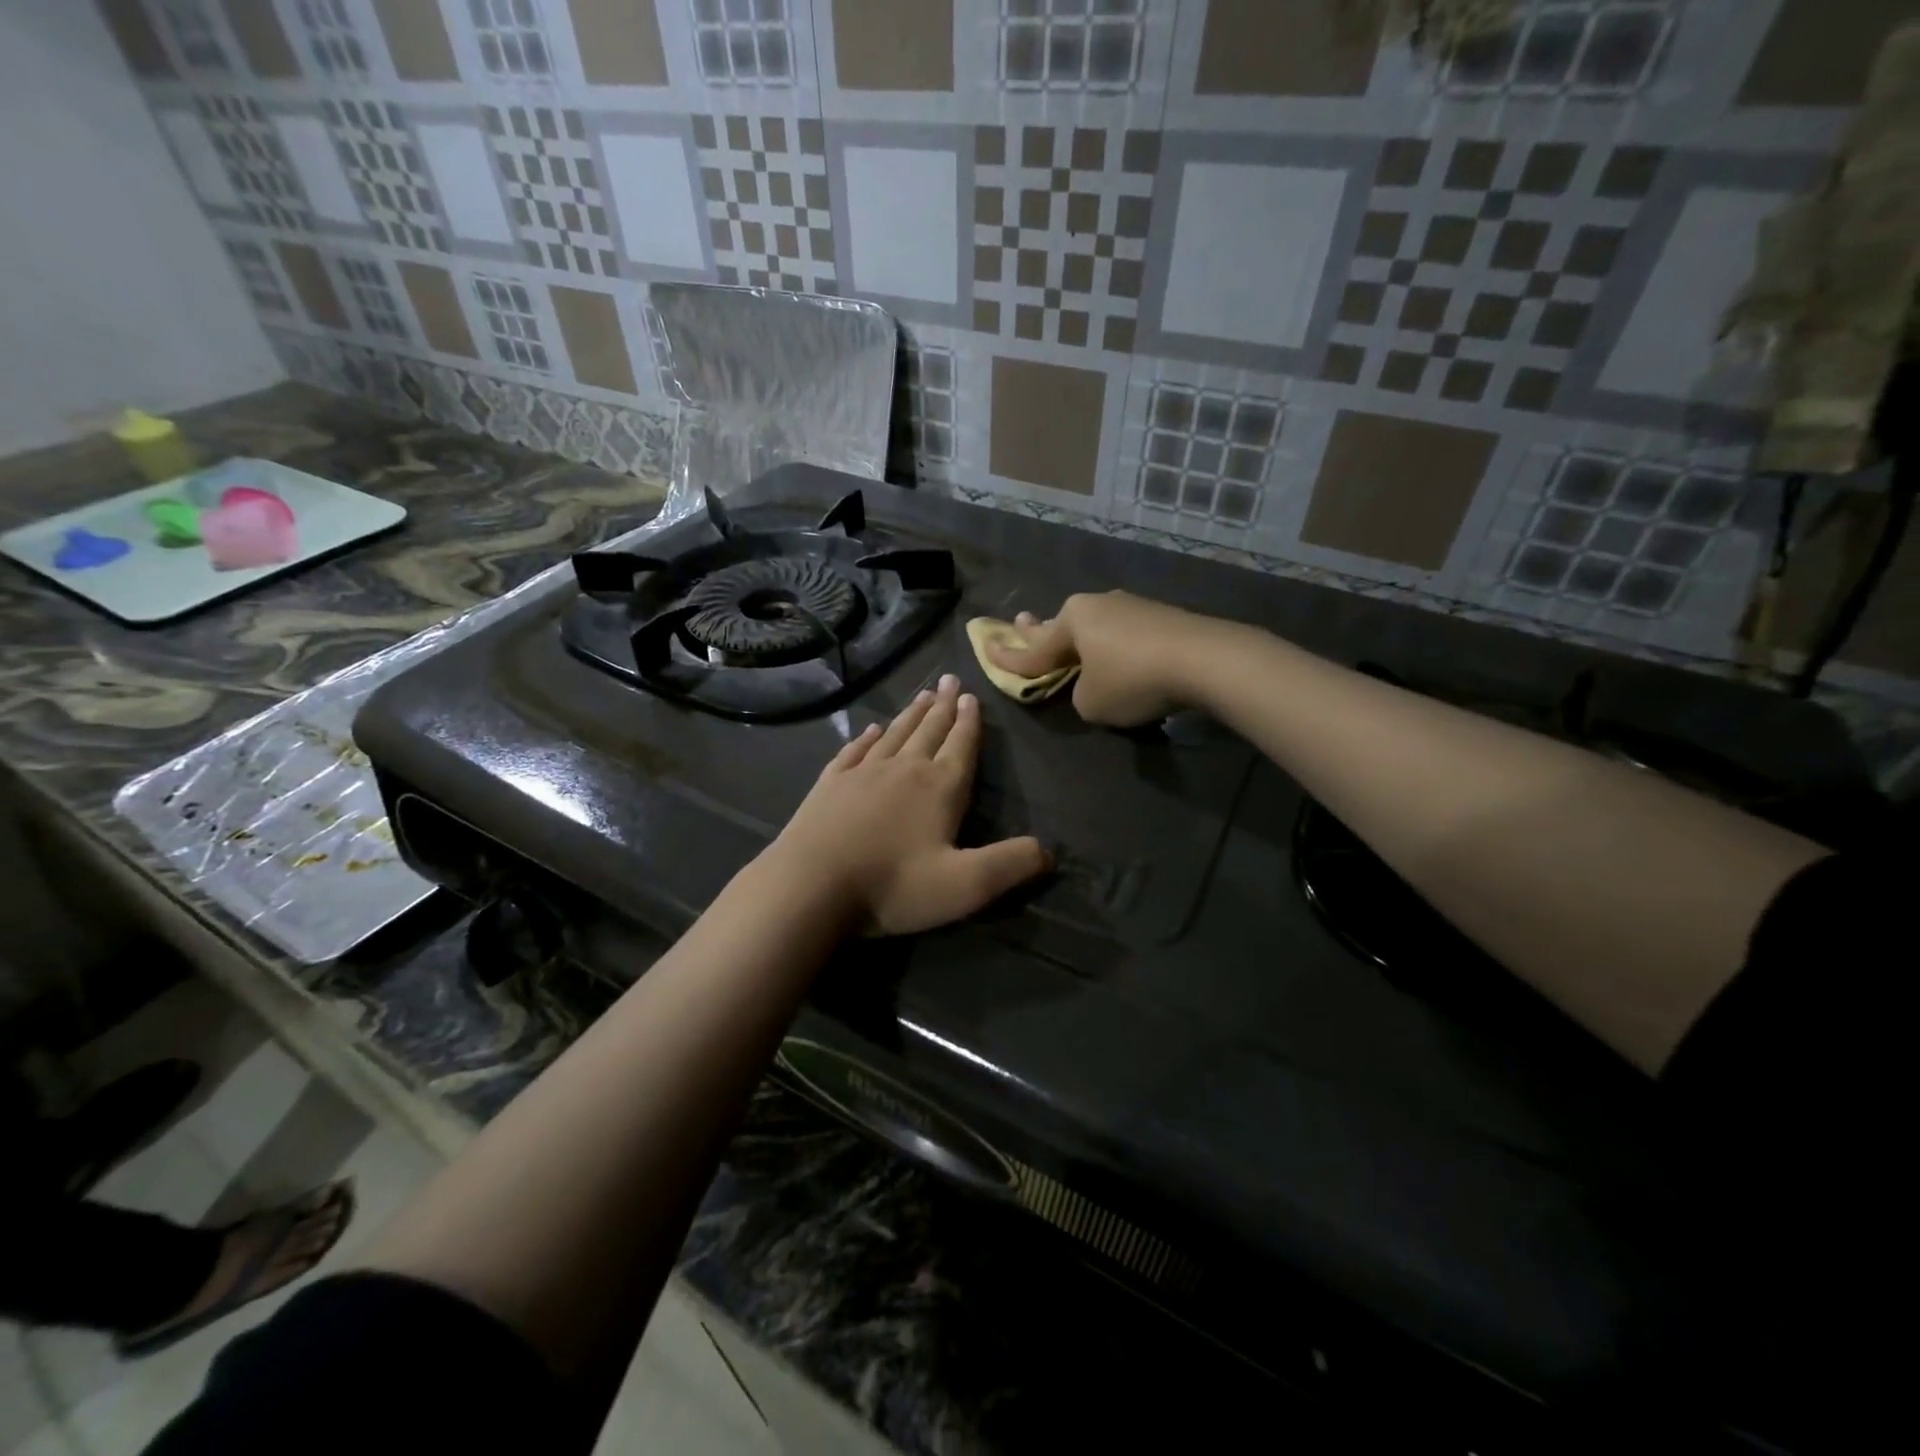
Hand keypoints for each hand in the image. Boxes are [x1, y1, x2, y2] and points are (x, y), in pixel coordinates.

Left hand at [766, 675, 1051, 935]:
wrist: (810, 886)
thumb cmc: (892, 886)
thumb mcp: (965, 885)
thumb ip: (1011, 865)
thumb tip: (1049, 851)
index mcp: (939, 788)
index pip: (961, 746)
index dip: (970, 723)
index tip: (972, 696)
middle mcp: (903, 769)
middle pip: (929, 730)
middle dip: (943, 706)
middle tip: (950, 680)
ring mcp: (862, 773)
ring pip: (895, 734)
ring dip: (911, 714)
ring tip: (922, 695)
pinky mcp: (830, 784)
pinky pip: (854, 750)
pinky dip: (866, 737)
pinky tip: (871, 729)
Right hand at [986, 591, 1210, 727]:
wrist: (1204, 659)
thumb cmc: (1132, 680)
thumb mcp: (1090, 703)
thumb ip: (1079, 694)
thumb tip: (1092, 684)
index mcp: (1072, 620)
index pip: (1033, 649)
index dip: (1008, 658)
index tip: (986, 649)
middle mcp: (1098, 605)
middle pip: (1062, 625)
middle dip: (1041, 630)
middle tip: (1021, 623)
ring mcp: (1132, 606)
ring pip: (1095, 627)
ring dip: (1082, 639)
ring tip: (1072, 643)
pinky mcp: (1162, 616)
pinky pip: (1124, 634)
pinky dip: (1115, 647)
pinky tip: (1120, 656)